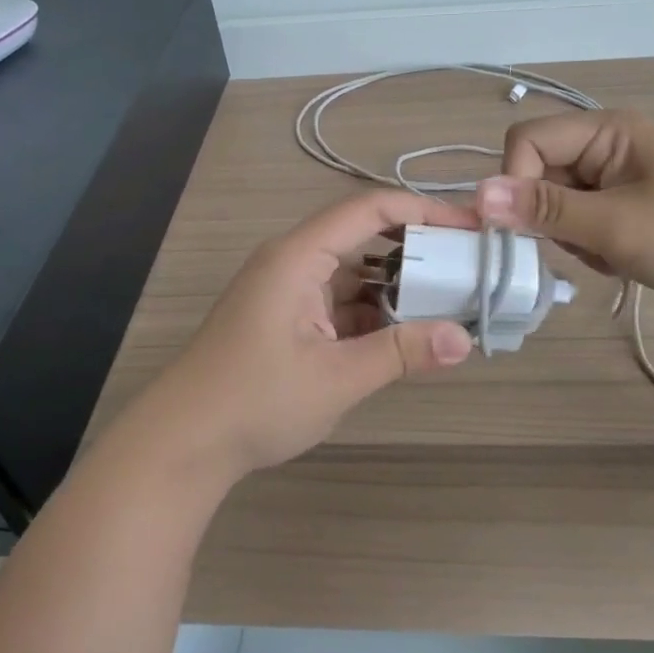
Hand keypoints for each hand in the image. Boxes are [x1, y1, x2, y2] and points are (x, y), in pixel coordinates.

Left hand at [133, 190, 476, 480]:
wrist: (182, 442)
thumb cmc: (255, 401)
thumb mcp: (336, 378)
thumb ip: (401, 353)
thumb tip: (464, 340)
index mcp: (298, 255)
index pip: (370, 209)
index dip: (424, 210)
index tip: (471, 228)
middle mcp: (293, 261)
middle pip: (363, 235)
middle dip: (416, 247)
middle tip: (469, 265)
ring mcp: (288, 290)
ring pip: (354, 271)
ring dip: (397, 284)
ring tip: (450, 298)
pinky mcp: (288, 318)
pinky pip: (340, 300)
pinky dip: (374, 312)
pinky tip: (408, 332)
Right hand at [474, 110, 653, 319]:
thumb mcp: (613, 225)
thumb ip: (542, 209)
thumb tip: (475, 196)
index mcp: (605, 130)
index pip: (526, 140)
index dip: (516, 181)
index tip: (530, 226)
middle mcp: (605, 145)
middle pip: (538, 173)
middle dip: (549, 216)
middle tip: (584, 243)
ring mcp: (616, 177)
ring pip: (554, 203)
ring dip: (570, 235)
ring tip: (609, 254)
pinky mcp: (624, 206)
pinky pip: (579, 221)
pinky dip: (588, 245)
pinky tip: (619, 260)